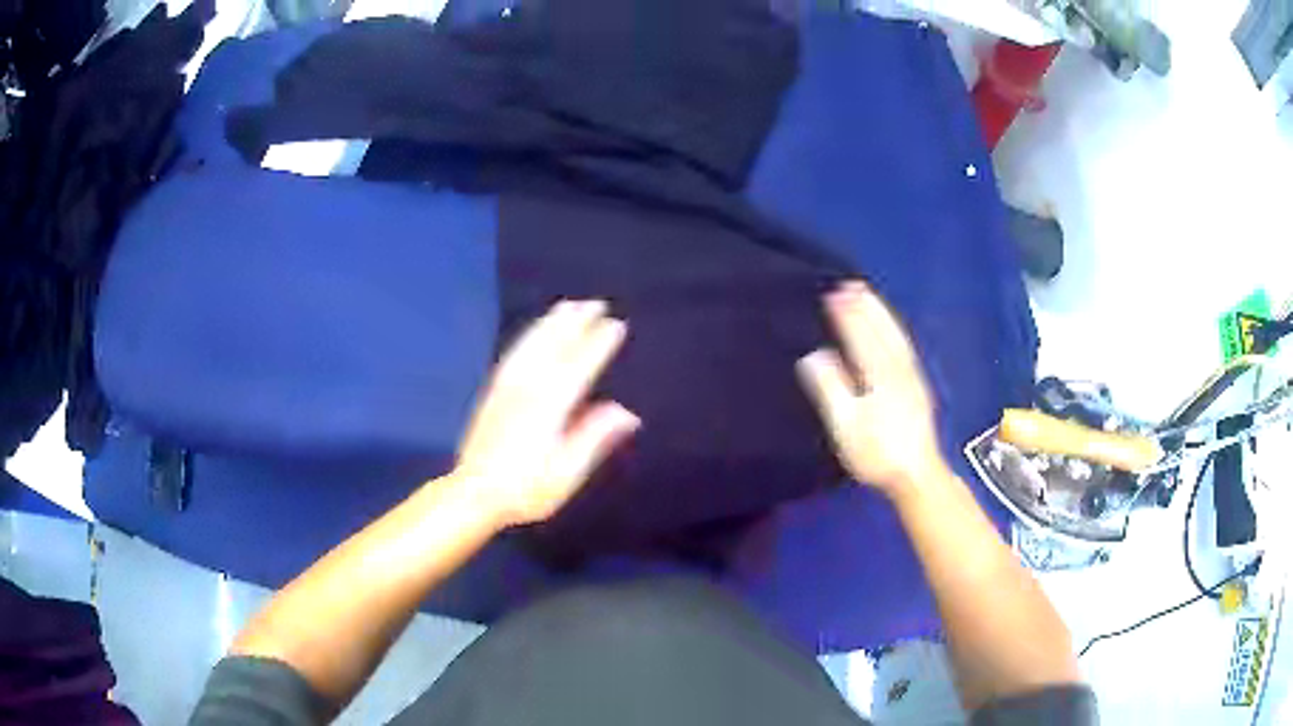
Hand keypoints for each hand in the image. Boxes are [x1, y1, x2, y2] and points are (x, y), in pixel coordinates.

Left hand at [454, 300, 639, 527]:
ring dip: (552, 322)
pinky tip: (535, 332)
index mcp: (550, 406)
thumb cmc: (526, 488)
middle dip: (575, 322)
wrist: (474, 492)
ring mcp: (507, 386)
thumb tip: (627, 413)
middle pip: (554, 345)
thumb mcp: (567, 472)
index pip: (579, 366)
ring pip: (532, 343)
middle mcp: (528, 387)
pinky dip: (530, 335)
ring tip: (568, 306)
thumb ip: (595, 438)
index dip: (598, 344)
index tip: (616, 324)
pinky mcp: (494, 391)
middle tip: (595, 303)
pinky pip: (515, 352)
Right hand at [797, 281, 949, 497]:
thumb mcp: (846, 425)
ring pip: (896, 335)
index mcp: (879, 375)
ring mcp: (912, 376)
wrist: (916, 474)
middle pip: (882, 329)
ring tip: (868, 296)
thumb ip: (831, 388)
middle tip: (850, 284)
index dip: (847, 314)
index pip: (860, 336)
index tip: (832, 293)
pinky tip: (890, 329)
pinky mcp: (918, 386)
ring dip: (881, 312)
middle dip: (866, 306)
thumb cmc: (876, 454)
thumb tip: (813, 355)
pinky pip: (904, 346)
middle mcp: (899, 368)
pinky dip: (894, 329)